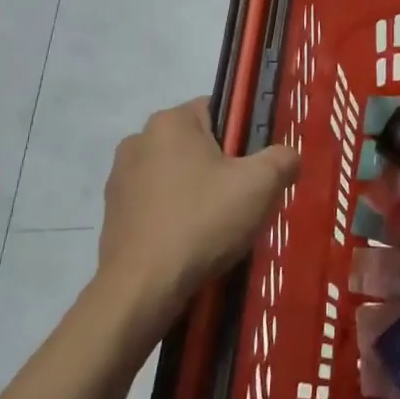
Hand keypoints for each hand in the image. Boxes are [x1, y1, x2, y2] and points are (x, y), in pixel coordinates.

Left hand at [96, 98, 299, 322]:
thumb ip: (283, 158)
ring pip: (176, 174)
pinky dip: (175, 214)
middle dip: (221, 166)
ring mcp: (120, 178)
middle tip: (243, 199)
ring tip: (218, 226)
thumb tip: (287, 156)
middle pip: (197, 143)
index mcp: (170, 121)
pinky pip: (156, 202)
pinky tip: (190, 241)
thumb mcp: (261, 185)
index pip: (218, 109)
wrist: (142, 288)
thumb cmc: (202, 222)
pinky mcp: (112, 213)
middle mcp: (138, 140)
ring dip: (196, 191)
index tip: (255, 167)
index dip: (244, 136)